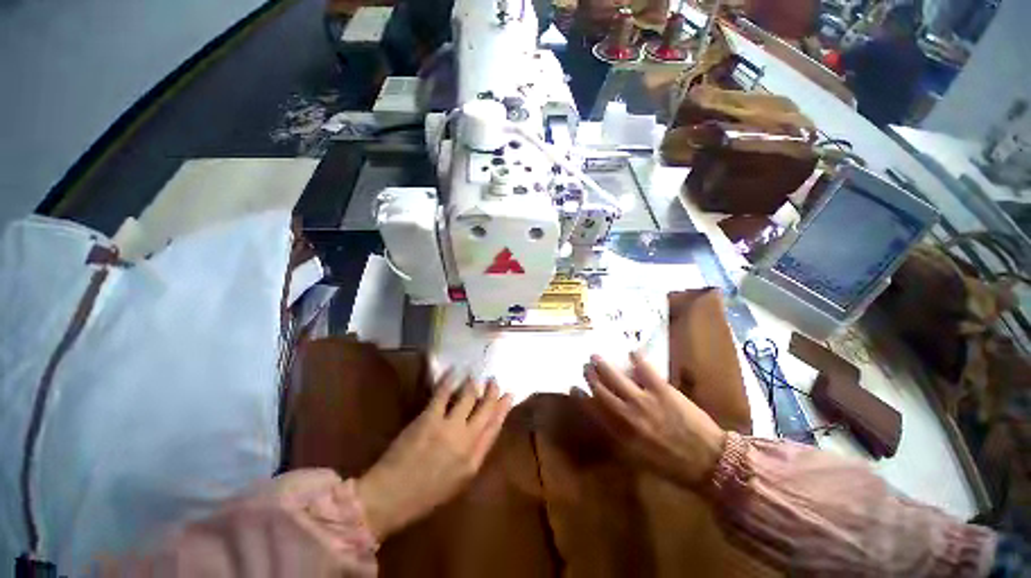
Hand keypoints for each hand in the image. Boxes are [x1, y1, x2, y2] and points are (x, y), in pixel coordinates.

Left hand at [355, 373, 511, 541]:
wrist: (390, 499)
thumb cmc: (423, 497)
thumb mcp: (456, 484)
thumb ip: (472, 457)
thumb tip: (480, 433)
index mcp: (474, 462)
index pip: (494, 428)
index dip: (503, 409)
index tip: (509, 395)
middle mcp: (466, 442)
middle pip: (486, 410)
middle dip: (492, 393)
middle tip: (494, 381)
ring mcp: (448, 428)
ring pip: (468, 398)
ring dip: (473, 384)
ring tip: (474, 377)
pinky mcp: (429, 419)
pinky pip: (444, 393)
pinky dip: (450, 379)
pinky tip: (454, 370)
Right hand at [580, 352, 726, 486]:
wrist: (709, 462)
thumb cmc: (673, 464)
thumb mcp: (640, 458)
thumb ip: (621, 438)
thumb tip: (607, 420)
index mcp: (622, 433)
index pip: (594, 410)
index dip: (581, 397)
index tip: (573, 387)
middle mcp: (628, 414)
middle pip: (602, 390)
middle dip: (590, 376)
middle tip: (585, 366)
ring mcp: (645, 400)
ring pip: (616, 377)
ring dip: (604, 366)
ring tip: (596, 356)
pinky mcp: (662, 390)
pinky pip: (645, 370)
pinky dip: (637, 359)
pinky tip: (632, 352)